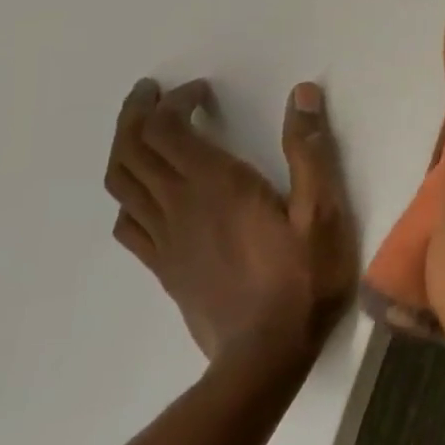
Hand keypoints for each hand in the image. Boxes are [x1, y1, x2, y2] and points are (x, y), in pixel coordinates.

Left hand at [104, 78, 357, 368]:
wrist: (266, 354)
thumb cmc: (304, 277)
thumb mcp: (322, 211)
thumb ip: (310, 151)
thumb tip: (302, 95)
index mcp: (216, 185)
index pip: (168, 129)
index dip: (176, 101)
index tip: (200, 90)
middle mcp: (180, 205)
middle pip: (132, 149)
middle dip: (137, 113)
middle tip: (151, 92)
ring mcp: (165, 239)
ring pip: (121, 182)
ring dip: (123, 147)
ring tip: (140, 129)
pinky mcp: (163, 267)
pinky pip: (127, 223)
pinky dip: (126, 194)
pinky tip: (145, 192)